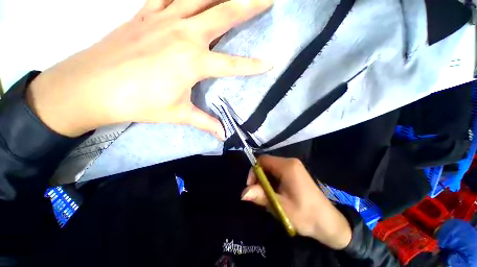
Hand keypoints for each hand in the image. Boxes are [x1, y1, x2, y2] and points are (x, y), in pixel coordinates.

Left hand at [26, 0, 272, 137]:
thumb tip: (222, 135)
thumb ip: (205, 122)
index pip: (233, 64)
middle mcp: (183, 34)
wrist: (92, 86)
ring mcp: (163, 19)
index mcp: (193, 62)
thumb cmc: (138, 102)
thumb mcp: (178, 114)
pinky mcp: (146, 14)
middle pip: (224, 14)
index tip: (271, 62)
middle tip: (267, 0)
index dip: (254, 65)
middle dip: (249, 5)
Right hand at [241, 155, 351, 249]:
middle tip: (258, 193)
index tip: (252, 187)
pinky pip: (277, 171)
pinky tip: (275, 193)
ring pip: (271, 168)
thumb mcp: (280, 207)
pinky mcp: (295, 172)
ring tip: (267, 195)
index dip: (253, 171)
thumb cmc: (305, 215)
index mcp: (287, 166)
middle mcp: (290, 162)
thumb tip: (243, 193)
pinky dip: (272, 180)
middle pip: (266, 163)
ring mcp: (294, 166)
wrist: (328, 223)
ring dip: (265, 180)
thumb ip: (261, 196)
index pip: (262, 160)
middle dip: (259, 177)